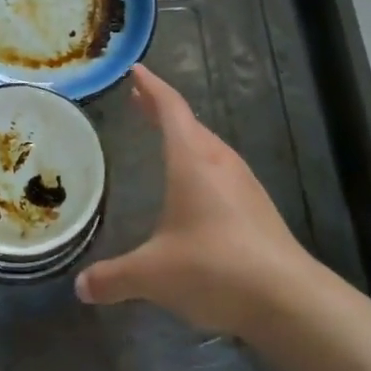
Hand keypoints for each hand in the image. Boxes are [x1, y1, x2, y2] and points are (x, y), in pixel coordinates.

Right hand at [75, 65, 317, 336]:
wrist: (290, 300)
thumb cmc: (214, 268)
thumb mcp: (152, 274)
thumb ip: (113, 278)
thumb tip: (80, 288)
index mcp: (192, 161)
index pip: (170, 109)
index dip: (152, 87)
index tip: (136, 70)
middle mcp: (220, 164)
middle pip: (190, 125)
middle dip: (163, 111)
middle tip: (139, 102)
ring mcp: (245, 186)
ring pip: (210, 149)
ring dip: (186, 138)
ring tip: (165, 140)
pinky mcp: (259, 210)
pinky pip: (222, 173)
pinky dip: (202, 166)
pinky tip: (196, 191)